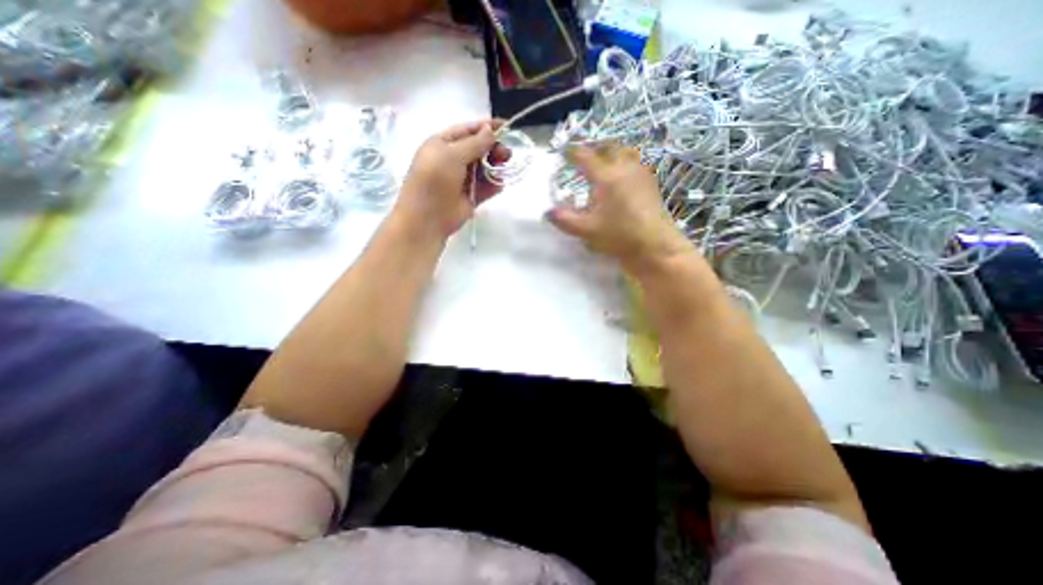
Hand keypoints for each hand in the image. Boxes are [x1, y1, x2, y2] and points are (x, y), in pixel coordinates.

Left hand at [395, 120, 512, 240]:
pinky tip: (500, 183)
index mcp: (442, 145)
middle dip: (493, 148)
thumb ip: (474, 143)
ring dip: (495, 166)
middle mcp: (452, 160)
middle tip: (507, 153)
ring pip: (484, 168)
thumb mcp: (452, 155)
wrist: (428, 218)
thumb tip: (490, 129)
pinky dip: (494, 185)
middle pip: (478, 149)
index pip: (467, 130)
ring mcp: (462, 180)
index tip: (506, 126)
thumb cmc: (435, 180)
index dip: (486, 127)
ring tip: (505, 166)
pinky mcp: (470, 197)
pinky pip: (486, 187)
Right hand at [547, 145, 691, 274]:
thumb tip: (548, 212)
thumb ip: (565, 220)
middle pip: (608, 147)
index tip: (563, 152)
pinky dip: (624, 163)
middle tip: (584, 157)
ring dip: (611, 153)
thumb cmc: (619, 236)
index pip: (585, 157)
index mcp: (606, 177)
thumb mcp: (587, 230)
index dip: (572, 152)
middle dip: (594, 149)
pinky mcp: (650, 183)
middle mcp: (624, 168)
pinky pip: (635, 163)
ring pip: (625, 152)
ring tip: (602, 164)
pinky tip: (621, 178)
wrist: (654, 245)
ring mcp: (640, 173)